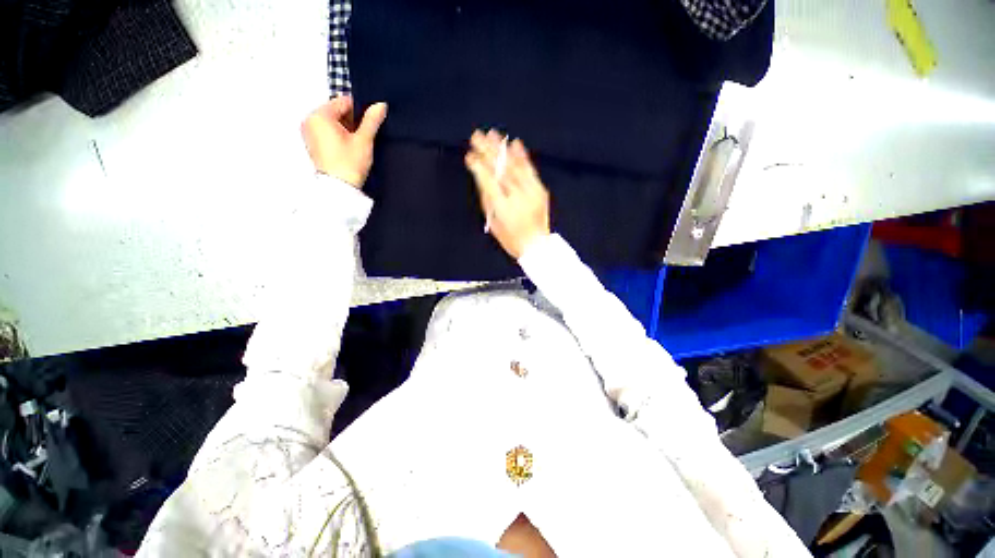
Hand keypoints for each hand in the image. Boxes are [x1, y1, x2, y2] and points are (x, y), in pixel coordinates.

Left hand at [301, 96, 387, 187]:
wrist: (340, 188)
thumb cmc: (349, 163)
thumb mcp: (364, 140)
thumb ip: (372, 120)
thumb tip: (381, 105)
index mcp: (320, 115)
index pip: (343, 102)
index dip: (360, 111)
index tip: (369, 124)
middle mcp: (310, 121)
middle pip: (336, 112)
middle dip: (352, 121)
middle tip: (363, 137)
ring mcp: (309, 133)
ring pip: (333, 123)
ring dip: (346, 130)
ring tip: (356, 145)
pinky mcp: (312, 144)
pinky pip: (327, 133)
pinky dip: (339, 137)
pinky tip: (348, 149)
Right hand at [465, 130, 550, 259]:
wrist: (536, 244)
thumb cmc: (511, 237)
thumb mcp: (493, 222)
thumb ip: (487, 199)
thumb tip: (481, 177)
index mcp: (503, 207)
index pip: (488, 180)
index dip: (478, 166)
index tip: (469, 156)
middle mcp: (518, 196)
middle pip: (500, 169)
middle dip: (487, 151)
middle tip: (476, 136)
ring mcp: (531, 192)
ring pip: (515, 166)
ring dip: (503, 149)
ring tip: (493, 134)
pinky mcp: (540, 190)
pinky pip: (530, 170)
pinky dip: (522, 156)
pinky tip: (515, 143)